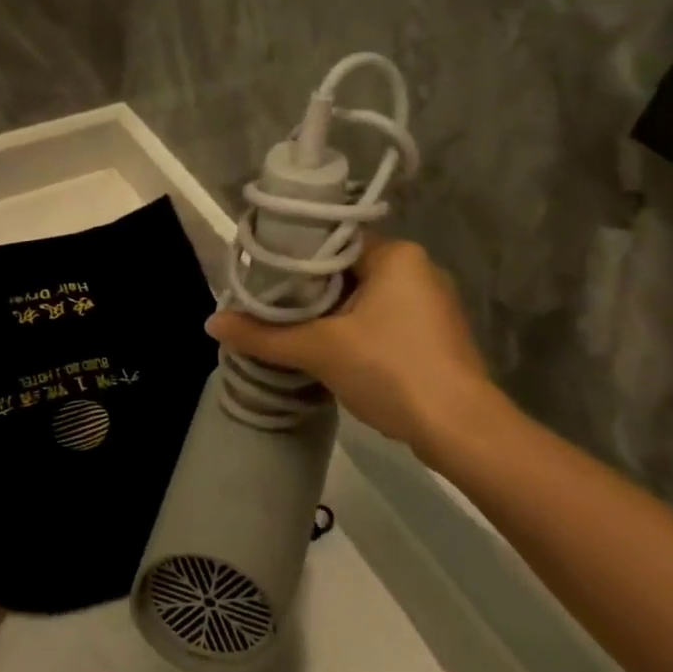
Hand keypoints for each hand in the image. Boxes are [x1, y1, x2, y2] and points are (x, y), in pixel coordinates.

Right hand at [205, 237, 497, 452]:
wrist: (461, 429)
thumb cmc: (391, 370)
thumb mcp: (320, 349)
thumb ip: (265, 335)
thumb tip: (211, 323)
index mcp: (396, 255)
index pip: (332, 241)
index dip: (293, 258)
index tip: (261, 276)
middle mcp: (418, 269)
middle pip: (346, 270)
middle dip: (309, 291)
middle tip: (268, 306)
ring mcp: (430, 304)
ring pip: (364, 298)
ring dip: (331, 314)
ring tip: (290, 329)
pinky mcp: (434, 336)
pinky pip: (382, 320)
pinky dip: (354, 331)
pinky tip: (329, 351)